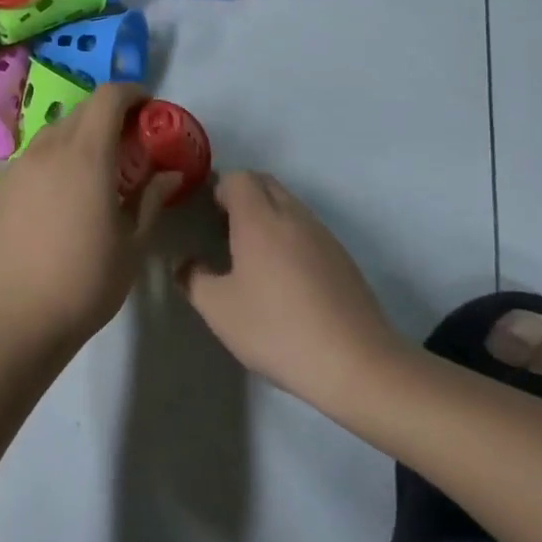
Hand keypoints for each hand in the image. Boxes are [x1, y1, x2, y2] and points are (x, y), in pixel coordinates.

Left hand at [0, 83, 173, 345]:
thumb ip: (152, 199)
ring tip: (97, 169)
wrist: (15, 315)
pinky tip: (63, 193)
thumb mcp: (132, 244)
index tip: (149, 108)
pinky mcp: (2, 186)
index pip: (108, 98)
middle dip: (110, 115)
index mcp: (86, 156)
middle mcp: (48, 149)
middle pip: (82, 110)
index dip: (132, 93)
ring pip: (55, 132)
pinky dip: (56, 157)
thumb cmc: (85, 281)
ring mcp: (19, 166)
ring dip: (81, 136)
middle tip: (130, 142)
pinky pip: (35, 156)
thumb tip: (170, 174)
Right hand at [178, 171, 405, 410]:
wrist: (356, 364)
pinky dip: (289, 236)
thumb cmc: (277, 329)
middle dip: (241, 195)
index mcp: (260, 219)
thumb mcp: (219, 310)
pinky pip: (307, 229)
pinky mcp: (342, 258)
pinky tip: (283, 277)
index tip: (205, 216)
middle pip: (265, 183)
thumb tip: (185, 263)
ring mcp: (323, 235)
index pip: (238, 178)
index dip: (218, 188)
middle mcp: (293, 216)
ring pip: (289, 205)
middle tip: (223, 229)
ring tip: (251, 255)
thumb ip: (193, 279)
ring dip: (267, 215)